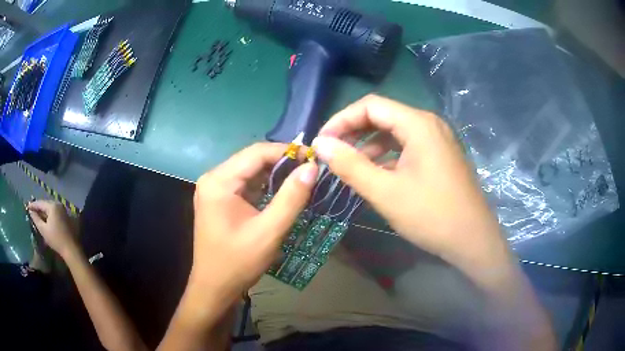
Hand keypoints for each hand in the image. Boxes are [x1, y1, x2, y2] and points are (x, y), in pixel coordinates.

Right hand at [28, 200, 78, 257]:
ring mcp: (63, 210)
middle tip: (32, 211)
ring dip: (43, 211)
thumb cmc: (56, 240)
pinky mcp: (65, 216)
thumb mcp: (43, 229)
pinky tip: (45, 219)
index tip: (27, 207)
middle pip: (45, 204)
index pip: (40, 203)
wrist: (71, 249)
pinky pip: (54, 212)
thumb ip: (36, 219)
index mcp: (52, 206)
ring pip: (50, 208)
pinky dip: (49, 215)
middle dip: (38, 208)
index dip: (33, 205)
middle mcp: (58, 204)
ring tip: (37, 215)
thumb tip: (30, 211)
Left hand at [190, 142, 317, 301]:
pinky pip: (246, 184)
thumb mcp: (269, 231)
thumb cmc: (238, 262)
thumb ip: (292, 197)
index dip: (287, 151)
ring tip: (303, 178)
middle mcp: (214, 178)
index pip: (256, 153)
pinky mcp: (220, 199)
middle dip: (282, 162)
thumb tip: (312, 167)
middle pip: (252, 159)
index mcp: (219, 181)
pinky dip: (266, 186)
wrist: (215, 287)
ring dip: (275, 174)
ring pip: (250, 171)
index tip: (314, 157)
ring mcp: (215, 189)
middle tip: (312, 168)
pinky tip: (284, 191)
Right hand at [313, 95, 506, 266]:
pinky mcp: (440, 155)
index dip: (341, 120)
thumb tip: (320, 144)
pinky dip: (387, 156)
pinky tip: (375, 174)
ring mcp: (437, 139)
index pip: (370, 106)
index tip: (322, 142)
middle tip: (331, 153)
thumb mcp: (385, 192)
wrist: (472, 239)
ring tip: (349, 166)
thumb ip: (349, 165)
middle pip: (383, 116)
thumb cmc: (431, 215)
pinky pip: (407, 146)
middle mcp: (429, 124)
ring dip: (369, 145)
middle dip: (353, 132)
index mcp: (418, 124)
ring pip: (394, 132)